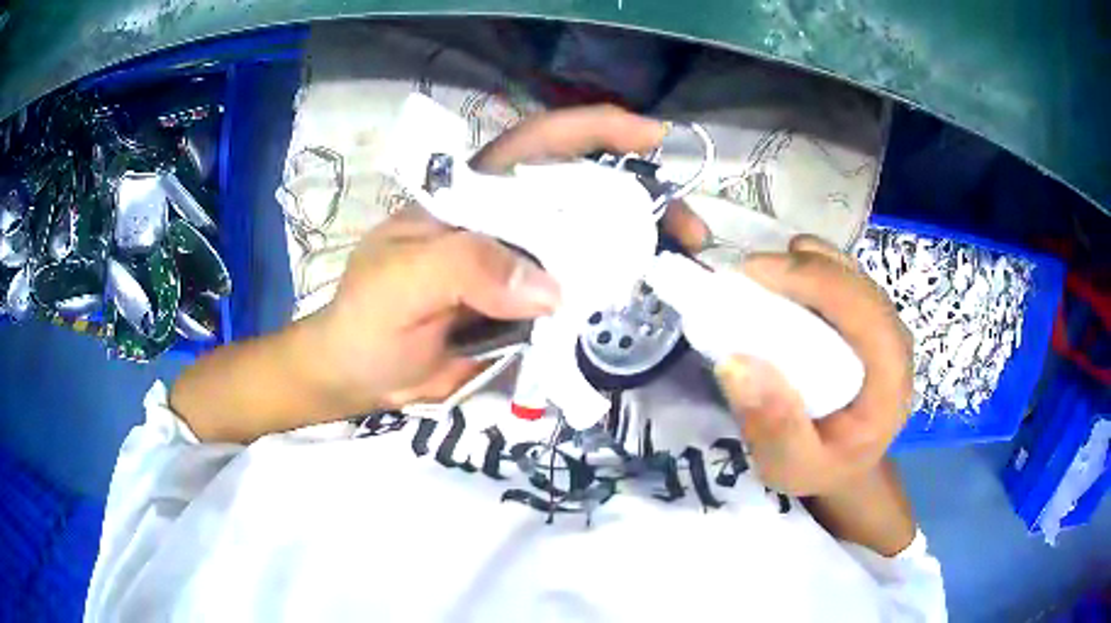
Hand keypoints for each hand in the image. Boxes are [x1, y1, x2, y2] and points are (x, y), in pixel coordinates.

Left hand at [313, 105, 710, 411]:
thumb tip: (551, 288)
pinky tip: (642, 304)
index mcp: (471, 195)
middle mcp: (504, 220)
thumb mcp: (402, 283)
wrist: (359, 375)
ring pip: (589, 243)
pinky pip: (580, 292)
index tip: (652, 136)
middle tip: (689, 229)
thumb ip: (464, 267)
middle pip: (581, 193)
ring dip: (637, 249)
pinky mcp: (528, 306)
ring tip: (680, 267)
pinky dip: (613, 295)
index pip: (538, 143)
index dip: (595, 130)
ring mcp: (520, 264)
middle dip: (641, 200)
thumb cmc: (368, 319)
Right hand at [715, 235, 913, 495]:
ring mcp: (882, 321)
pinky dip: (805, 270)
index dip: (811, 279)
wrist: (847, 464)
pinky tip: (780, 288)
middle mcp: (894, 339)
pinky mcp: (867, 314)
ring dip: (799, 265)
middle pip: (852, 279)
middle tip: (742, 277)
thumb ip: (773, 427)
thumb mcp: (792, 466)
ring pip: (845, 269)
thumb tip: (735, 364)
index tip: (752, 275)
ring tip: (758, 283)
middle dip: (797, 266)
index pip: (861, 307)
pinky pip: (837, 275)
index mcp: (890, 376)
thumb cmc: (823, 467)